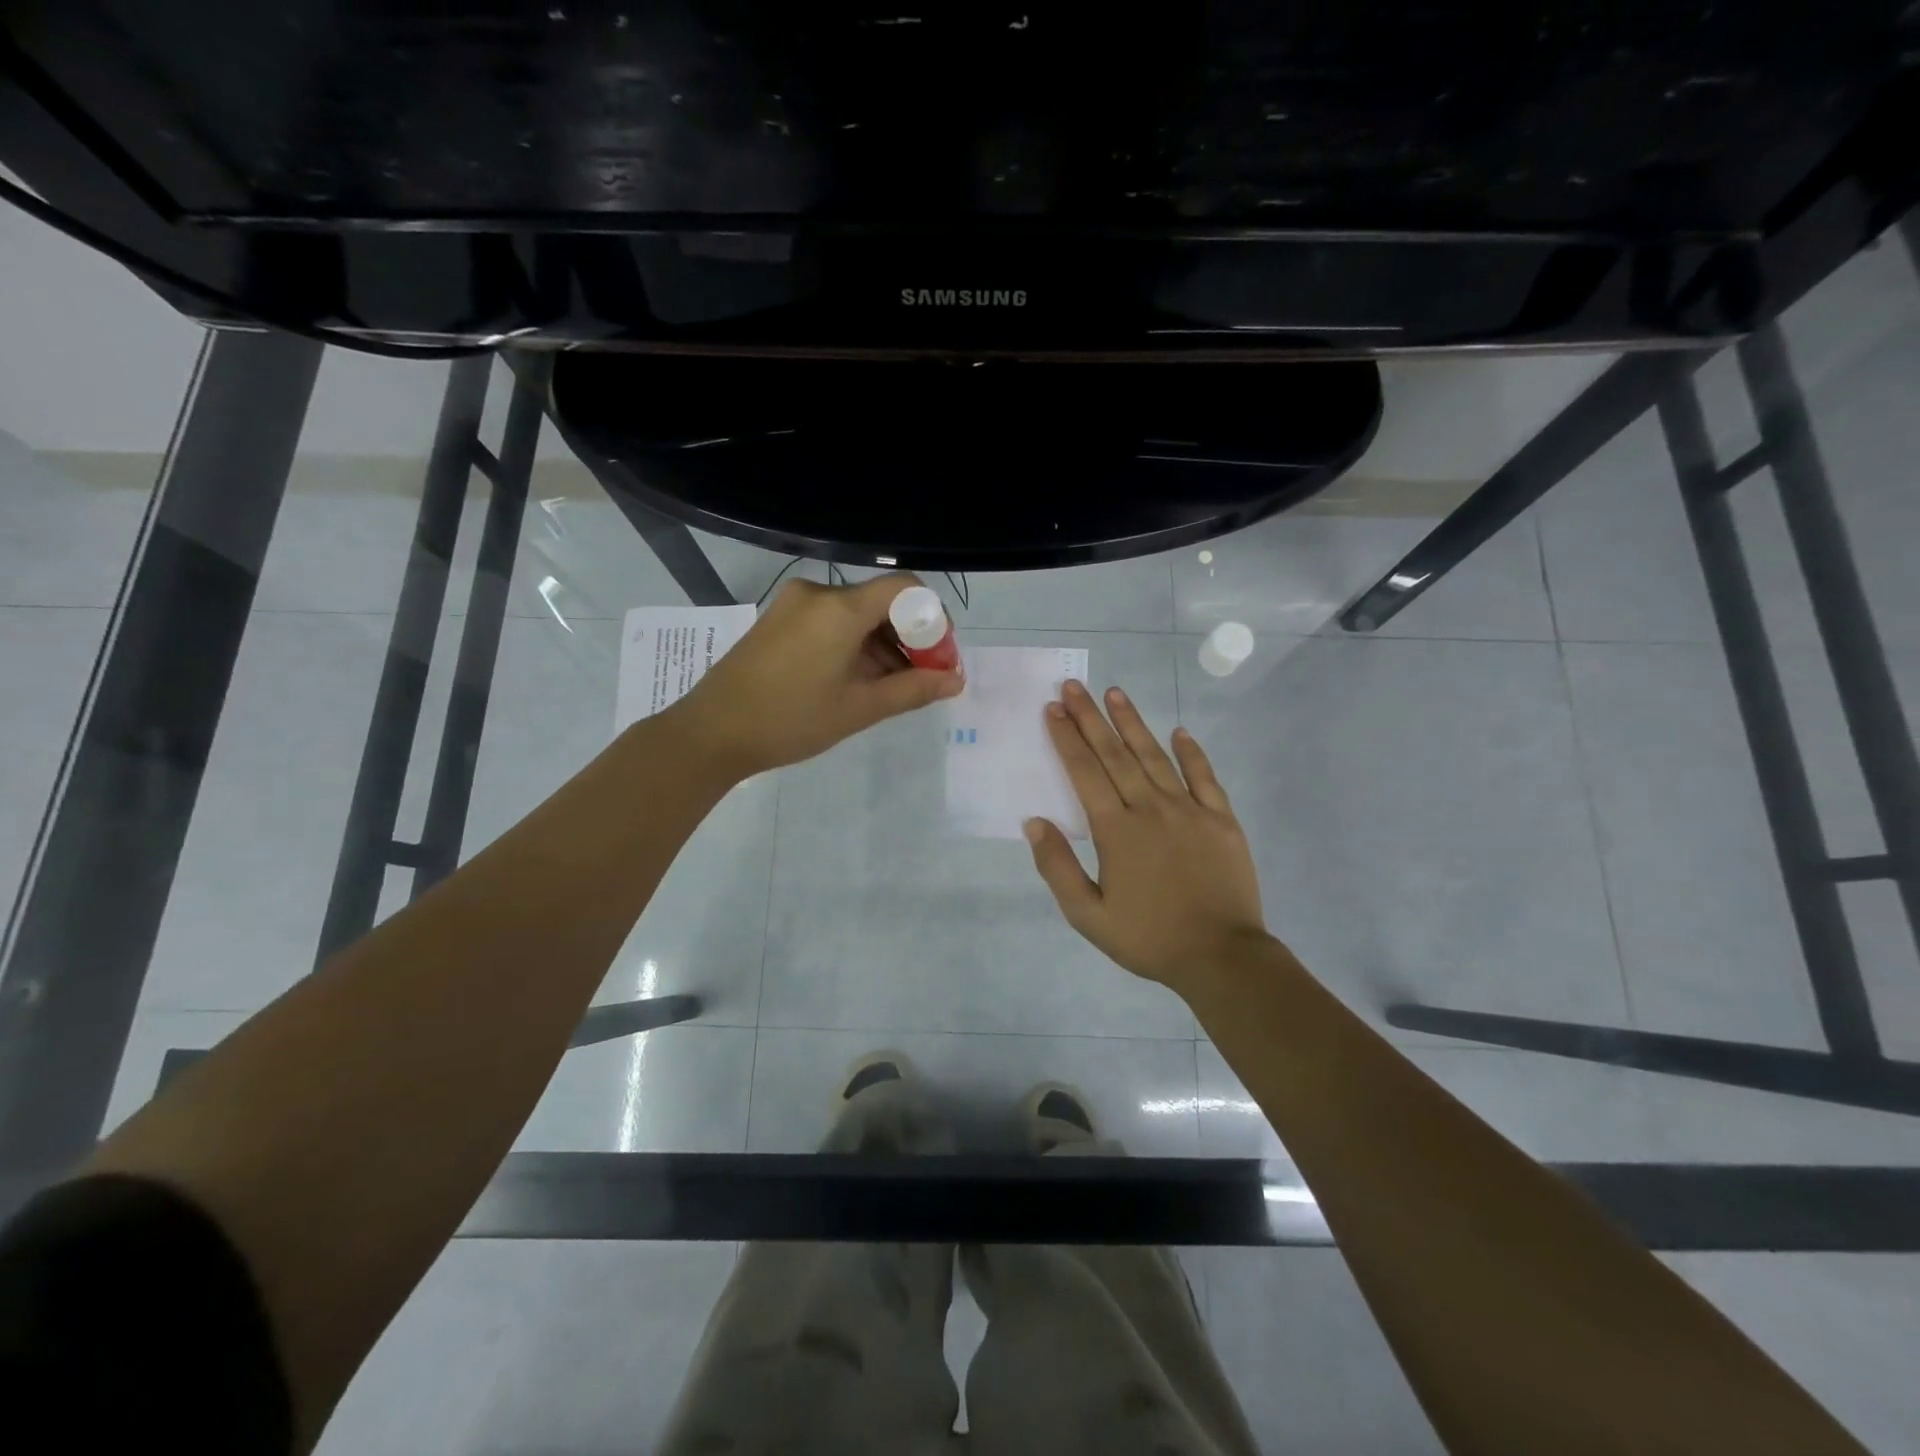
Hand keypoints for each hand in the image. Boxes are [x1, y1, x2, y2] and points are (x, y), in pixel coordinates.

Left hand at [669, 574, 962, 778]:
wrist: (711, 732)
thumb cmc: (791, 720)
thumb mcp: (859, 708)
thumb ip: (913, 689)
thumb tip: (954, 681)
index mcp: (840, 608)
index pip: (905, 589)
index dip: (933, 620)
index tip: (939, 659)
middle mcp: (818, 593)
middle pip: (881, 602)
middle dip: (909, 638)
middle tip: (922, 680)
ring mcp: (793, 604)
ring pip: (856, 614)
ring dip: (881, 645)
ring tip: (889, 689)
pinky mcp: (778, 619)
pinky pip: (830, 622)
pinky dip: (853, 645)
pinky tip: (856, 680)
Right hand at [1025, 680, 1269, 993]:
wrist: (1221, 956)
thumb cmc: (1148, 938)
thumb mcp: (1088, 916)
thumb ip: (1057, 867)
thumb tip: (1034, 822)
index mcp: (1115, 830)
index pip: (1084, 772)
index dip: (1066, 738)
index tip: (1053, 709)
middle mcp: (1150, 808)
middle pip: (1115, 754)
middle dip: (1091, 718)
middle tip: (1074, 686)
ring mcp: (1189, 810)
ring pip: (1155, 757)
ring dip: (1133, 723)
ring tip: (1115, 693)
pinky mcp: (1221, 820)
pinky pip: (1205, 777)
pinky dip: (1192, 753)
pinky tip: (1180, 732)